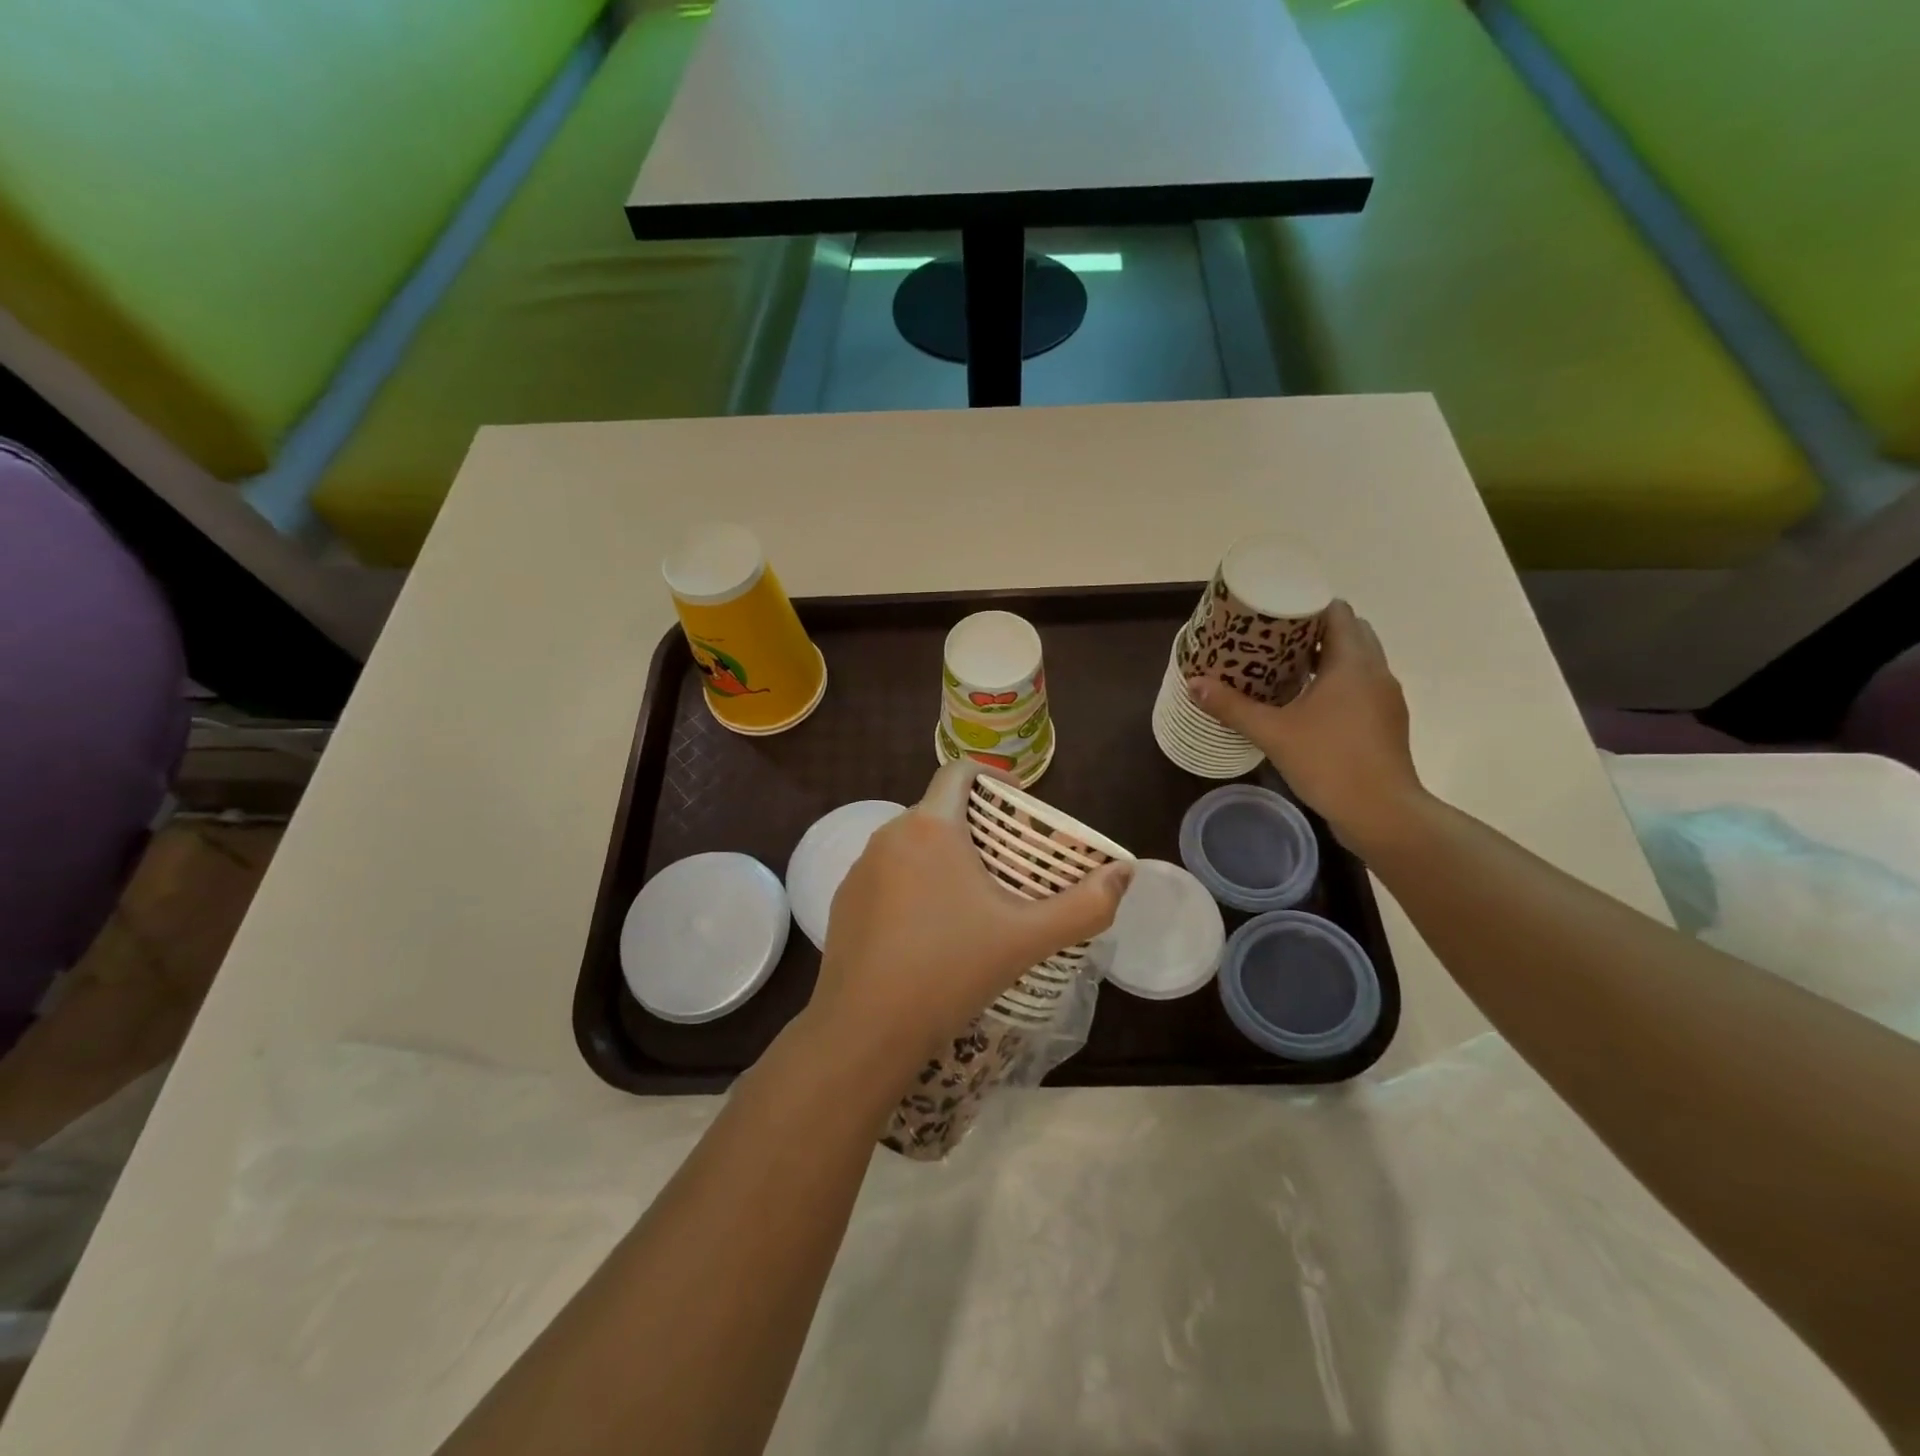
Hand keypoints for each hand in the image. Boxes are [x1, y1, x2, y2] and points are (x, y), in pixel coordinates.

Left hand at [808, 762, 1133, 1090]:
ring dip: (942, 857)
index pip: (958, 771)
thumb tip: (1126, 872)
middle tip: (1008, 863)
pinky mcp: (843, 902)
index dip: (992, 778)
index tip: (1019, 806)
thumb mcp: (1028, 938)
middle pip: (938, 810)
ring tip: (972, 899)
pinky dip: (912, 885)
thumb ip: (1085, 905)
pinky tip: (929, 930)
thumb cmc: (950, 970)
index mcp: (931, 826)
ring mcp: (861, 869)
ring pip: (911, 845)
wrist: (866, 1030)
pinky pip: (887, 876)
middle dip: (974, 826)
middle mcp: (889, 835)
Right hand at [1186, 600, 1426, 851]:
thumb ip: (1232, 706)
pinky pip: (1359, 685)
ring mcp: (1385, 697)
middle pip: (1349, 632)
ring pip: (1356, 660)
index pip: (1337, 611)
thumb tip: (1193, 684)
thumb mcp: (1272, 733)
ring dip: (1325, 656)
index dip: (1307, 604)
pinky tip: (1305, 701)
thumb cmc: (1329, 762)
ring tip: (1282, 666)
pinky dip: (1335, 681)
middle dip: (1313, 629)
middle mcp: (1375, 671)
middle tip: (1272, 638)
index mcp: (1352, 662)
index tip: (1274, 611)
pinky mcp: (1385, 720)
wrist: (1381, 812)